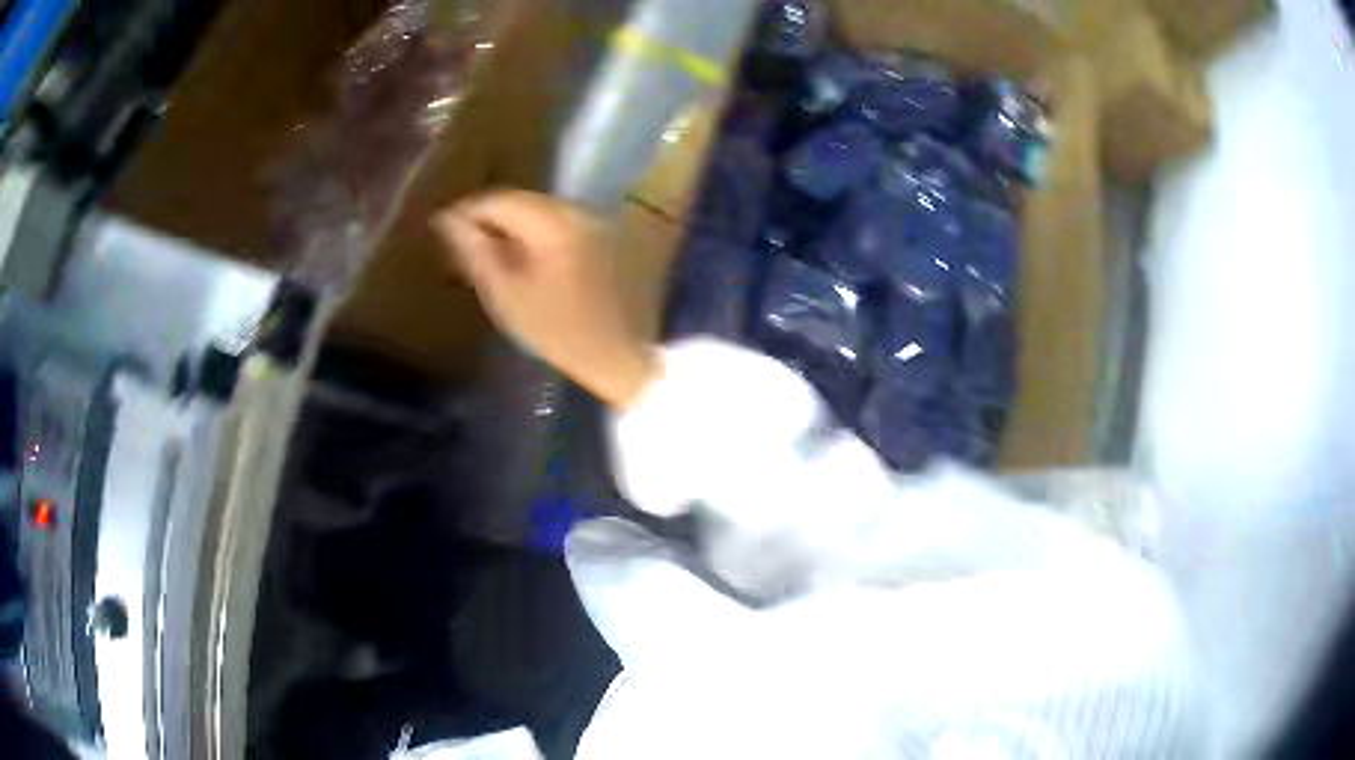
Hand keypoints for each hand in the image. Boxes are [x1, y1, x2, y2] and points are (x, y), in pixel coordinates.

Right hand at [434, 191, 658, 409]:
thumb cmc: (561, 334)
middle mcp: (579, 210)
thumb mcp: (509, 298)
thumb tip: (447, 221)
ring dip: (514, 225)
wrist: (623, 355)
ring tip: (491, 252)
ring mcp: (598, 220)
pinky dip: (539, 233)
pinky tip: (527, 257)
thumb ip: (476, 254)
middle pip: (523, 201)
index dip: (467, 212)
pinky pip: (562, 221)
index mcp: (555, 223)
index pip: (500, 200)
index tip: (442, 230)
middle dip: (491, 219)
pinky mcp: (609, 233)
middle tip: (464, 246)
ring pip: (542, 210)